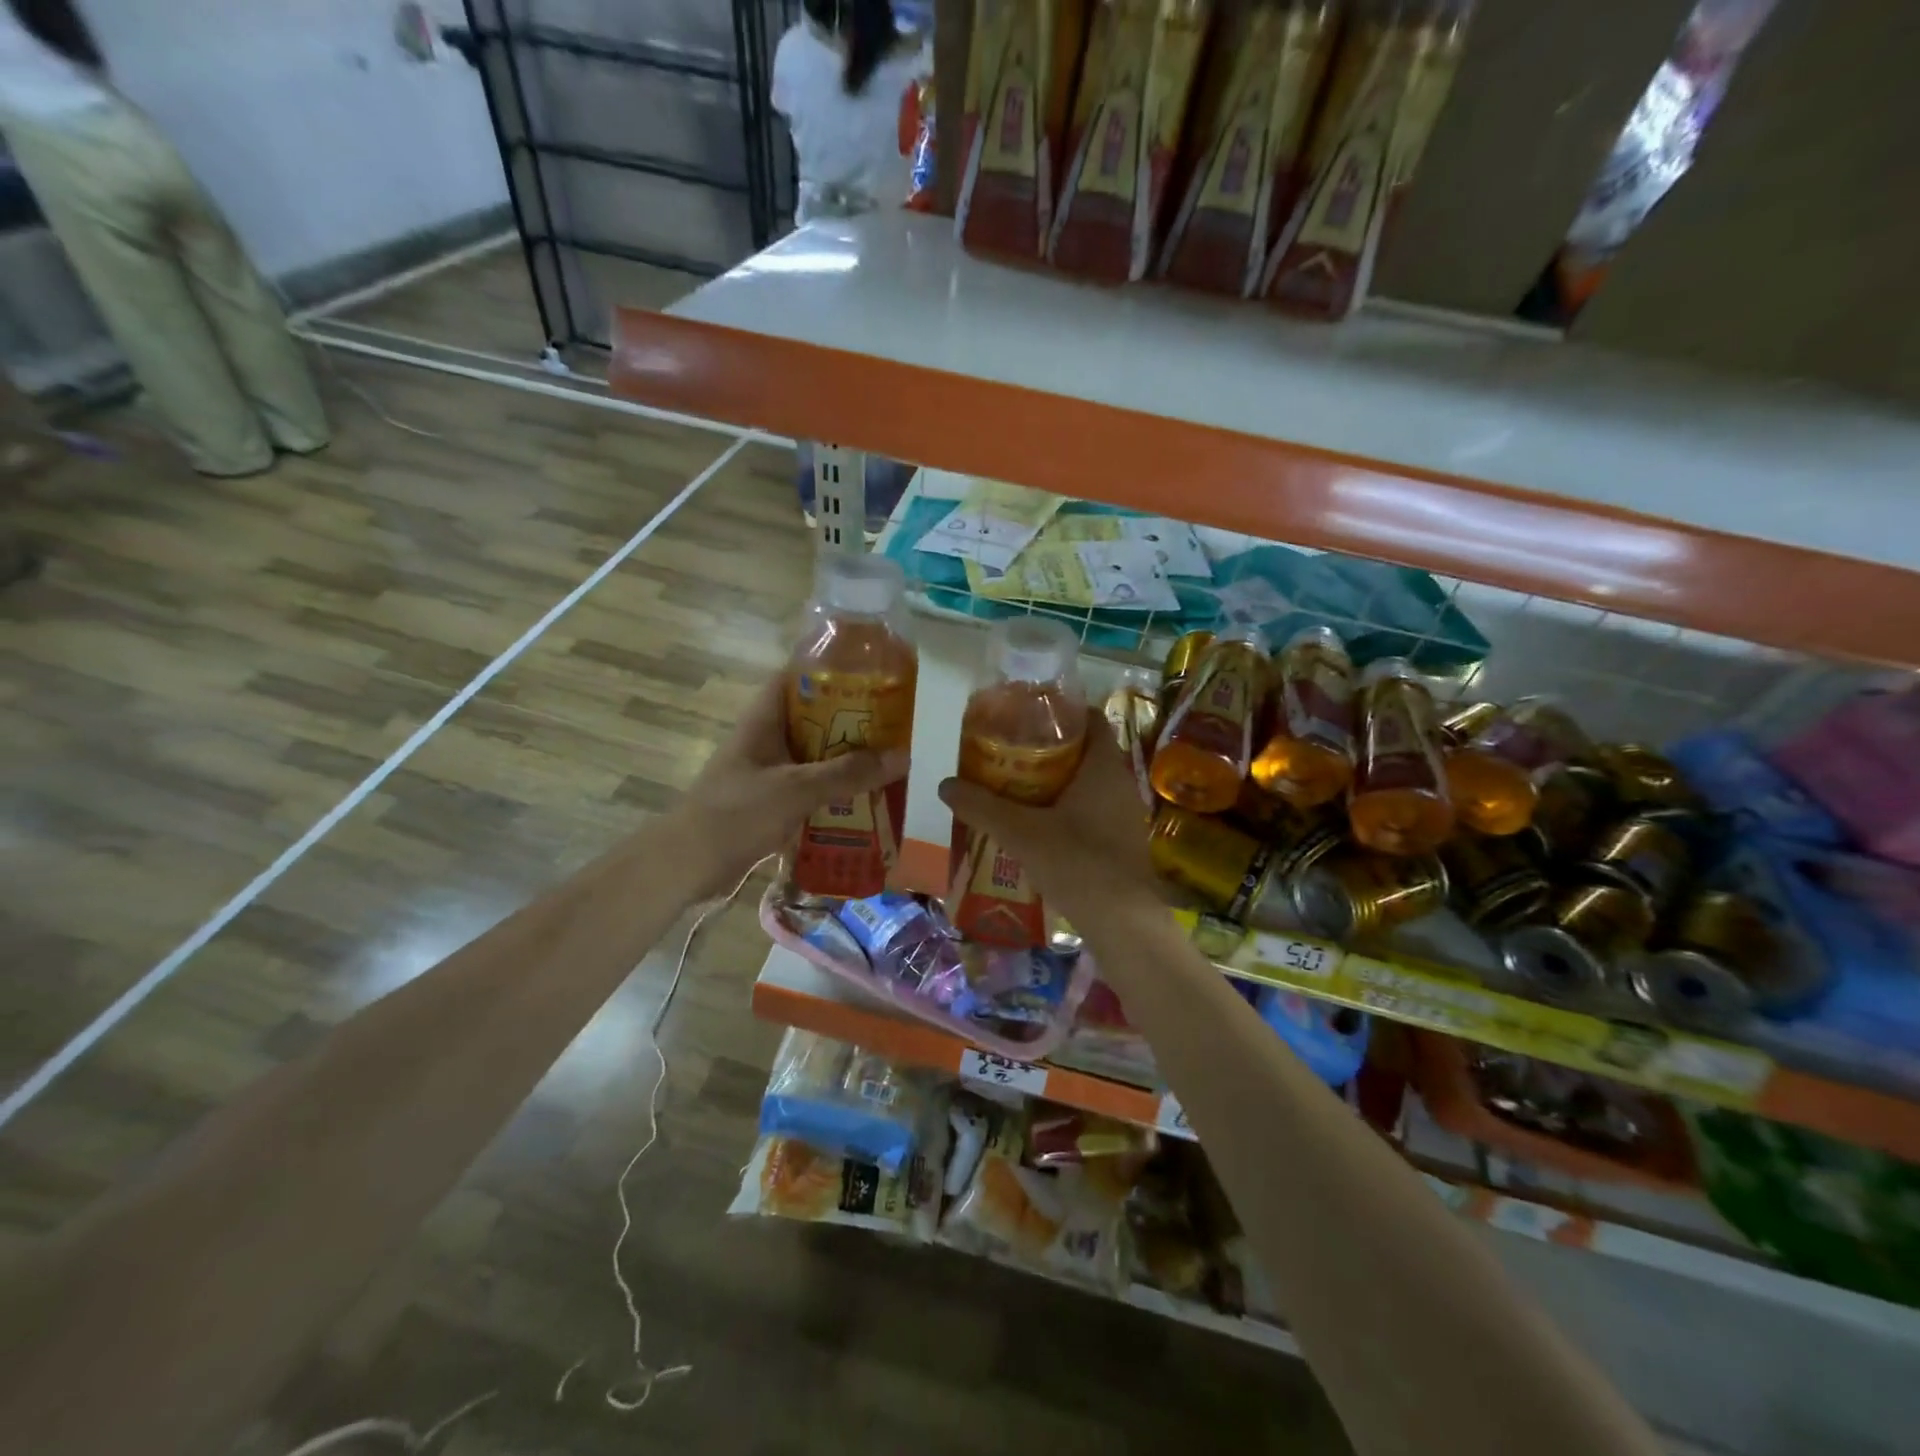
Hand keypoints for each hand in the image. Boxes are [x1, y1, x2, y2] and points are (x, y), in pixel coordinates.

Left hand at [673, 675, 908, 899]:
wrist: (686, 866)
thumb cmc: (736, 814)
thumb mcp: (795, 789)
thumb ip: (847, 774)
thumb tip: (901, 756)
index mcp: (764, 721)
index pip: (795, 677)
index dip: (829, 670)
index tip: (869, 674)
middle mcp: (766, 740)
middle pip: (813, 719)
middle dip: (850, 722)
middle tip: (892, 725)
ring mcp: (767, 773)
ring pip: (814, 757)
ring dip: (845, 762)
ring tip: (887, 763)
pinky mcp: (770, 804)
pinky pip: (810, 790)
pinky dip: (833, 794)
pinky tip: (864, 803)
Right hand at [938, 710, 1157, 920]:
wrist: (1124, 925)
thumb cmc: (1078, 863)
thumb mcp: (1021, 833)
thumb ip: (983, 807)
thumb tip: (945, 784)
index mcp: (1104, 767)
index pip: (1089, 720)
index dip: (1060, 712)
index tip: (1026, 714)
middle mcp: (1121, 784)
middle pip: (1085, 752)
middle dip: (1049, 749)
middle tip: (1009, 751)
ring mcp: (1125, 815)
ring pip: (1088, 785)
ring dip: (1056, 783)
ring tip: (1016, 787)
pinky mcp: (1122, 843)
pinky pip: (1092, 811)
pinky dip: (1066, 810)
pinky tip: (1037, 826)